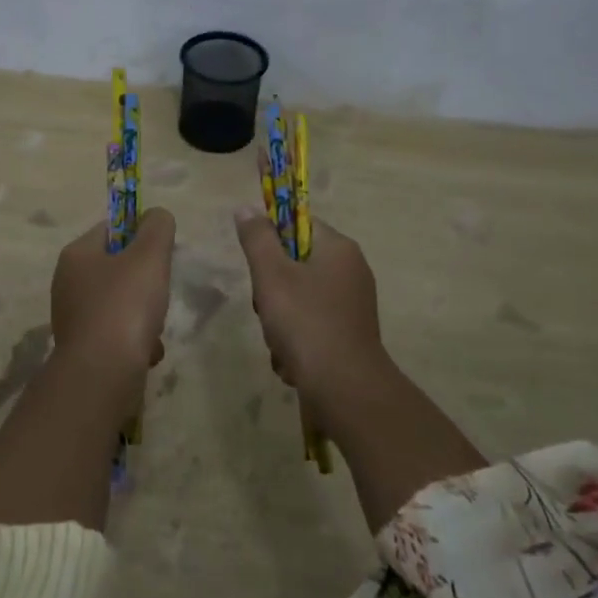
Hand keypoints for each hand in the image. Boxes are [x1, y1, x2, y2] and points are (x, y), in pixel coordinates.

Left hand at [50, 208, 175, 377]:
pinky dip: (135, 340)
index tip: (161, 253)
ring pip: (120, 302)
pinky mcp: (82, 347)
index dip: (139, 235)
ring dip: (145, 314)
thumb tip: (156, 215)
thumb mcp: (149, 256)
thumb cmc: (125, 305)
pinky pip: (117, 333)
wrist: (102, 374)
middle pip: (118, 267)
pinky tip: (147, 353)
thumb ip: (157, 228)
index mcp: (76, 254)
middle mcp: (68, 282)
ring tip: (154, 329)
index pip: (111, 228)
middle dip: (146, 280)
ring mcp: (73, 317)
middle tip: (159, 292)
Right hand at [233, 207, 383, 403]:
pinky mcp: (348, 335)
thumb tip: (246, 207)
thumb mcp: (271, 275)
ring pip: (297, 298)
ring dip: (279, 321)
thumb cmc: (306, 323)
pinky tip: (290, 360)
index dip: (272, 239)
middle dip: (271, 289)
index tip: (259, 264)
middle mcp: (350, 271)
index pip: (298, 223)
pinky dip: (295, 341)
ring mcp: (351, 306)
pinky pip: (310, 325)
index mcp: (338, 249)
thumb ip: (257, 238)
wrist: (346, 390)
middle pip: (294, 264)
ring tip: (279, 341)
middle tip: (267, 307)